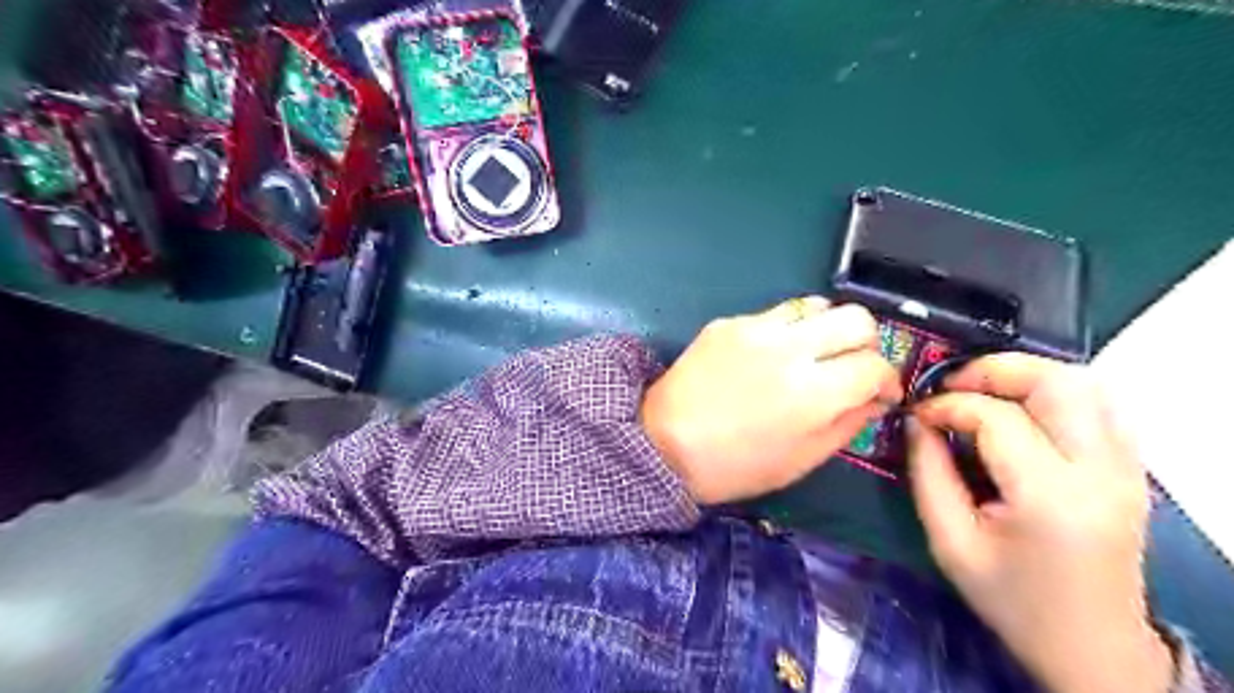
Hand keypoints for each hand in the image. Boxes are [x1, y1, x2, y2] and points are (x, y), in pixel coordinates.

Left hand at [642, 296, 902, 502]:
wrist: (662, 442)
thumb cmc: (734, 465)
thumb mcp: (801, 460)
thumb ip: (847, 424)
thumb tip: (874, 398)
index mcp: (812, 392)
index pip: (875, 365)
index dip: (888, 381)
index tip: (879, 394)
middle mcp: (789, 348)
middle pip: (856, 318)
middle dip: (866, 343)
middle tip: (851, 368)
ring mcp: (755, 328)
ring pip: (817, 305)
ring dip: (827, 329)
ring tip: (813, 356)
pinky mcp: (729, 322)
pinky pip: (776, 314)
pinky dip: (788, 331)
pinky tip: (769, 357)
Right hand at [905, 356, 1174, 688]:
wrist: (1092, 648)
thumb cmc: (1012, 600)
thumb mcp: (950, 542)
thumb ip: (928, 473)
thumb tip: (917, 421)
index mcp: (1050, 498)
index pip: (997, 418)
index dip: (948, 405)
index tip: (918, 415)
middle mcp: (1099, 474)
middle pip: (1057, 383)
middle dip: (995, 370)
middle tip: (951, 384)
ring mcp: (1125, 470)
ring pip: (1085, 385)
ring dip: (1025, 376)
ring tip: (981, 391)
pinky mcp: (1129, 471)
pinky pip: (1097, 406)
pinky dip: (1052, 394)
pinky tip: (1019, 412)